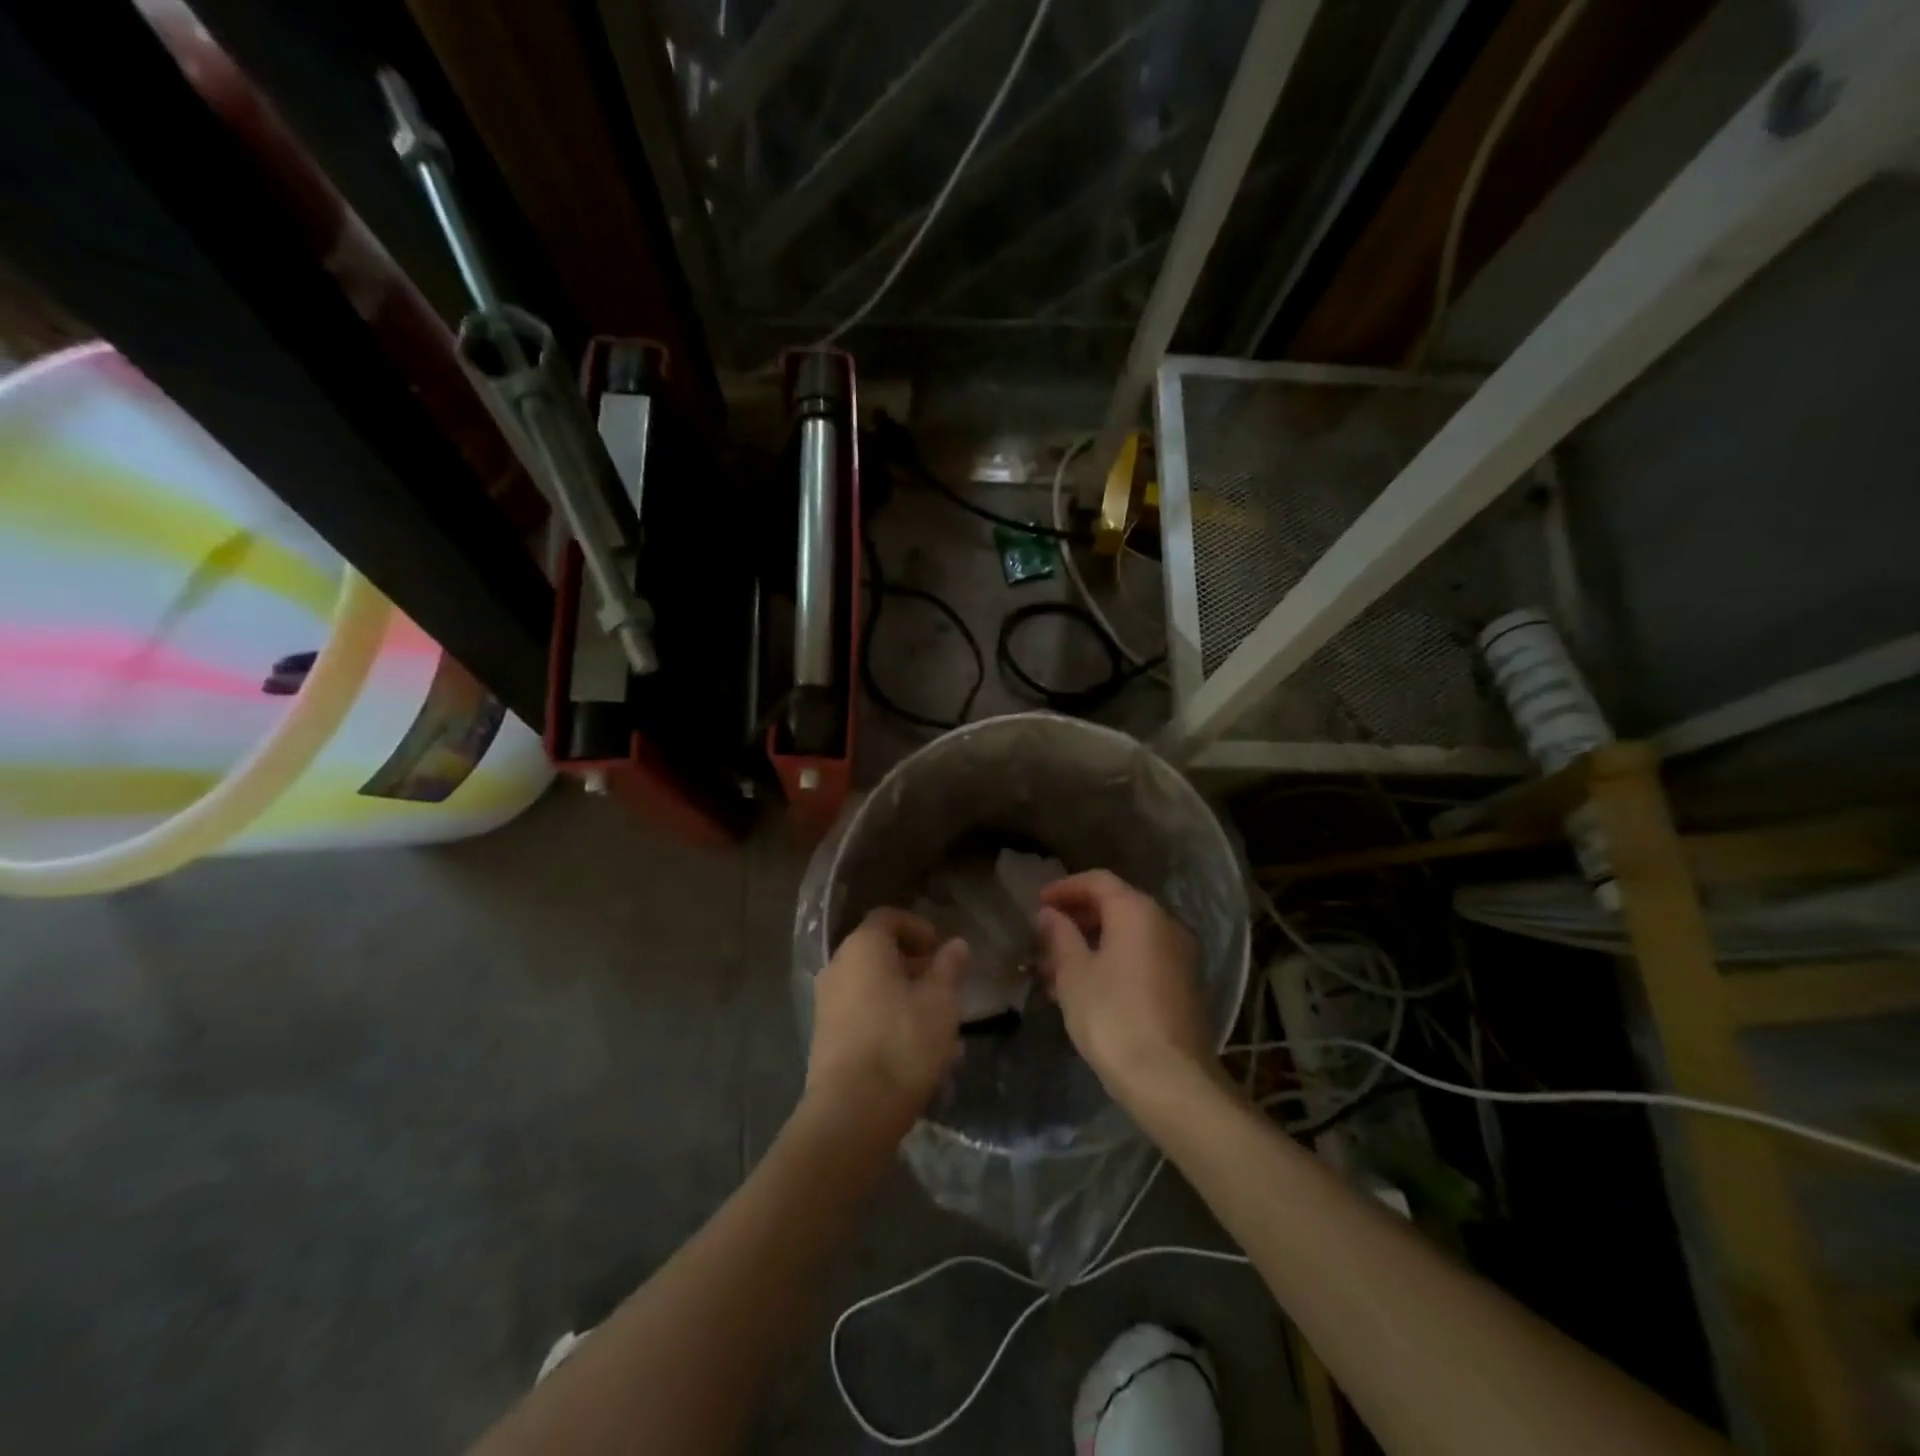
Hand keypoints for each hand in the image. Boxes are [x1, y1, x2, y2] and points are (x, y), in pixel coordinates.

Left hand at [807, 908, 967, 1138]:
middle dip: (914, 966)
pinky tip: (917, 1053)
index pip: (888, 918)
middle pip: (879, 953)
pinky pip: (863, 1016)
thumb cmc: (903, 1042)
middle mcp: (838, 967)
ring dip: (905, 998)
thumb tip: (955, 944)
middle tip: (944, 986)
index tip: (941, 950)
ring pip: (873, 988)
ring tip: (939, 1027)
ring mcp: (827, 1004)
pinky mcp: (826, 1038)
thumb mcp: (940, 1001)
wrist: (853, 1111)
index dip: (918, 927)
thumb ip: (949, 967)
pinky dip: (889, 1022)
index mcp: (863, 947)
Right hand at [1035, 870, 1212, 1103]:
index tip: (1038, 904)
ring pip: (1126, 937)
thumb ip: (1060, 936)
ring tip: (1052, 971)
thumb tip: (1050, 914)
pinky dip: (1111, 963)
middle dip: (1076, 919)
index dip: (1065, 888)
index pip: (1098, 881)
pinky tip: (1082, 991)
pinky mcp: (1182, 986)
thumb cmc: (1113, 1016)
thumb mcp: (1074, 974)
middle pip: (1116, 906)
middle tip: (1043, 937)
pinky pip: (1140, 960)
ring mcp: (1178, 956)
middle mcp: (1164, 924)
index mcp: (1138, 912)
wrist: (1170, 1080)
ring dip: (1090, 946)